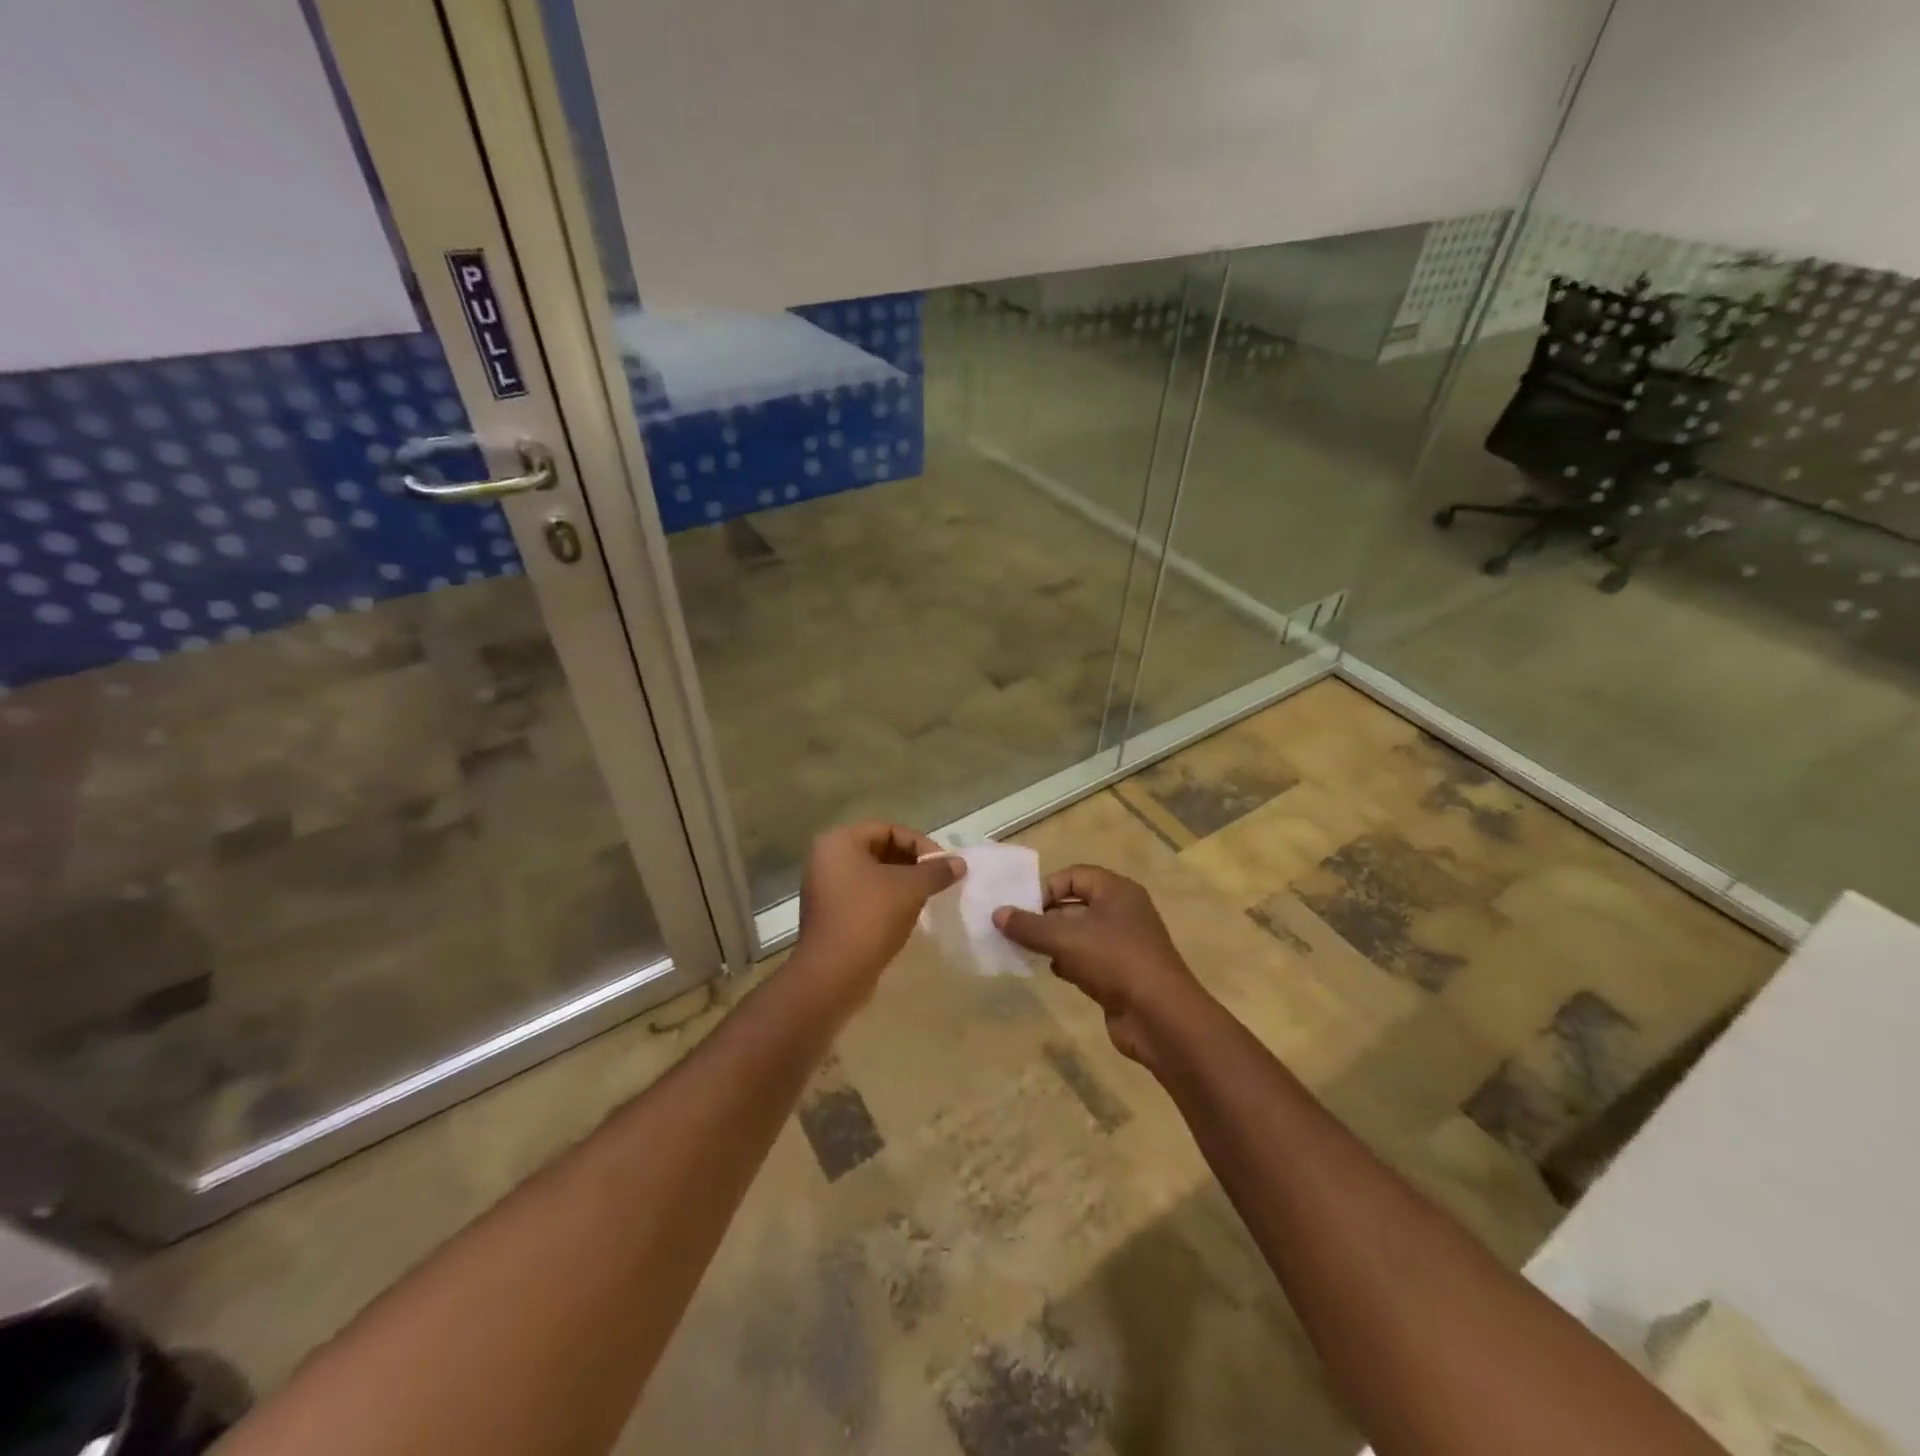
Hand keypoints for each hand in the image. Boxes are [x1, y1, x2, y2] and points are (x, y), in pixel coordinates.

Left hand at [793, 821, 963, 1001]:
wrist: (832, 975)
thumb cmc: (869, 918)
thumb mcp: (910, 889)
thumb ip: (936, 871)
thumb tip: (960, 863)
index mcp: (839, 842)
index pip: (888, 829)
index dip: (919, 843)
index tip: (943, 864)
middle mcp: (827, 859)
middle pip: (880, 849)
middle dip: (912, 862)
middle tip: (938, 879)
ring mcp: (825, 888)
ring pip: (873, 874)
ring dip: (902, 882)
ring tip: (927, 896)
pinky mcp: (830, 913)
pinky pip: (864, 895)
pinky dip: (887, 899)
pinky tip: (908, 914)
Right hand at [994, 865, 1207, 1067]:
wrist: (1160, 1017)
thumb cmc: (1115, 962)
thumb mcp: (1066, 940)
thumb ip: (1029, 926)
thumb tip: (997, 914)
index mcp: (1116, 891)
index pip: (1074, 875)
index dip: (1046, 888)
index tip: (1022, 909)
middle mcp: (1122, 911)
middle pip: (1074, 905)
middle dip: (1045, 917)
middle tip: (1015, 931)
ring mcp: (1123, 943)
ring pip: (1079, 934)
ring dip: (1054, 941)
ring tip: (1028, 951)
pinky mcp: (1121, 972)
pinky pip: (1087, 958)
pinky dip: (1069, 962)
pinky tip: (1054, 972)